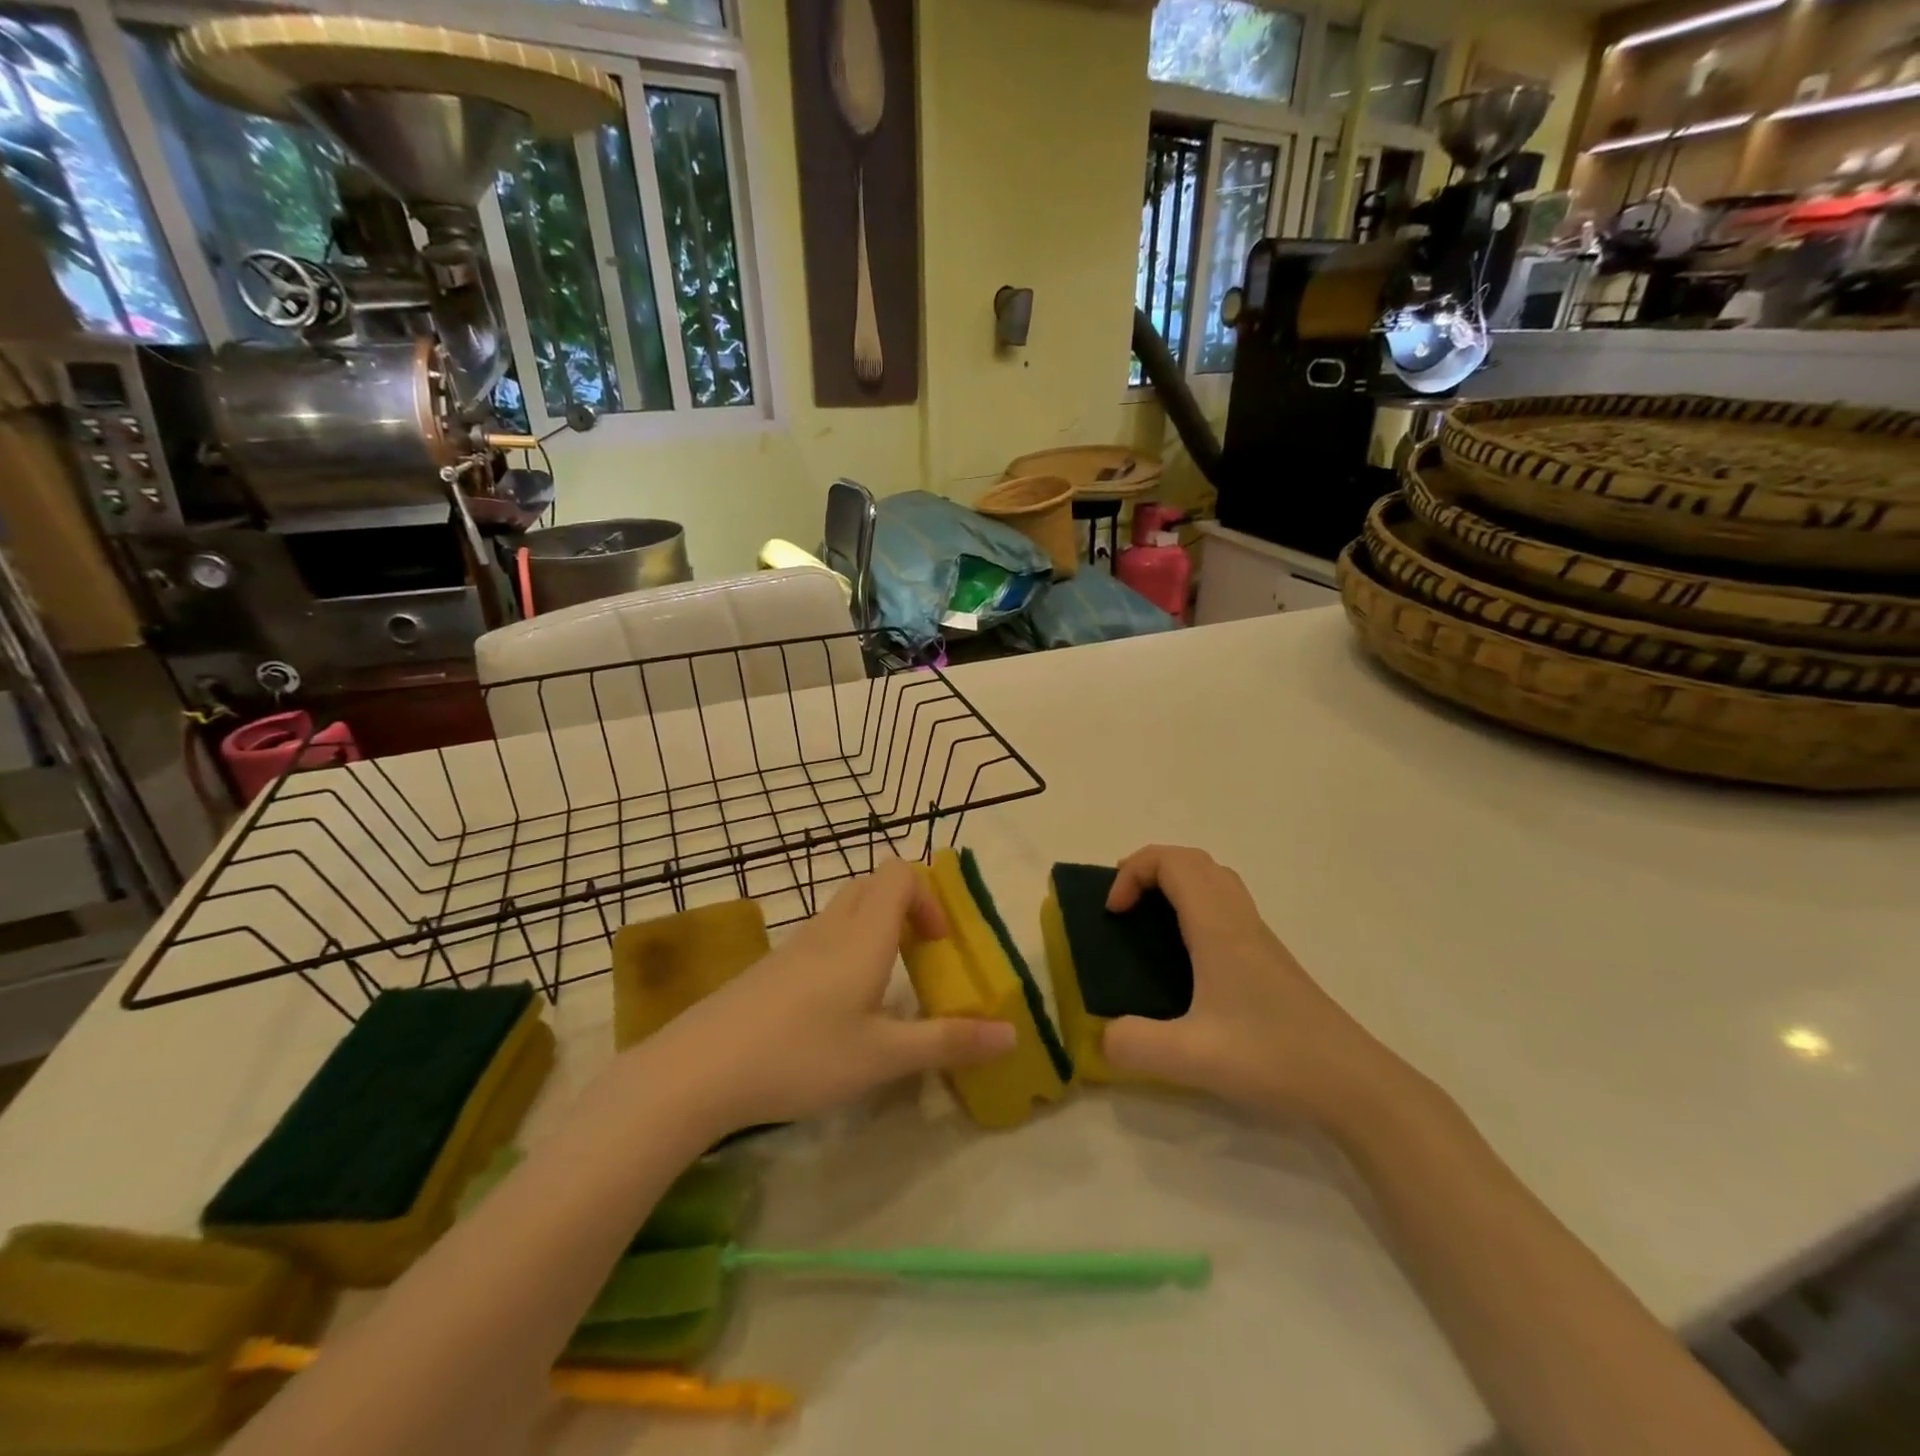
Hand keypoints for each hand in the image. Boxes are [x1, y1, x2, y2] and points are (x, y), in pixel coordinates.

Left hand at [642, 859, 1017, 1131]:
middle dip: (906, 907)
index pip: (900, 873)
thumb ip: (947, 1042)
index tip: (938, 946)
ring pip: (846, 909)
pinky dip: (845, 948)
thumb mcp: (882, 1057)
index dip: (929, 897)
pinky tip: (838, 1007)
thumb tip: (1012, 1034)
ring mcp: (796, 945)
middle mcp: (831, 928)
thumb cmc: (800, 1055)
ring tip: (884, 985)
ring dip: (876, 928)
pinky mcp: (772, 967)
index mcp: (863, 936)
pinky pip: (821, 935)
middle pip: (874, 883)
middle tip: (919, 957)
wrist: (699, 1069)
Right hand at [1100, 845, 1411, 1124]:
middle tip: (1123, 904)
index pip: (1171, 862)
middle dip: (1149, 869)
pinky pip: (1226, 904)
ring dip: (1175, 883)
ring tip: (1148, 919)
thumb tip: (1103, 1036)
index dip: (1133, 873)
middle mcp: (1238, 919)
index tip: (1114, 914)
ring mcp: (1258, 937)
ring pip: (1214, 879)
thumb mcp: (1192, 1058)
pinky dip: (1195, 905)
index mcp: (1217, 926)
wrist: (1355, 1084)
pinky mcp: (1269, 959)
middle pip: (1193, 861)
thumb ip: (1134, 1045)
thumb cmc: (1274, 1058)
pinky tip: (1187, 956)